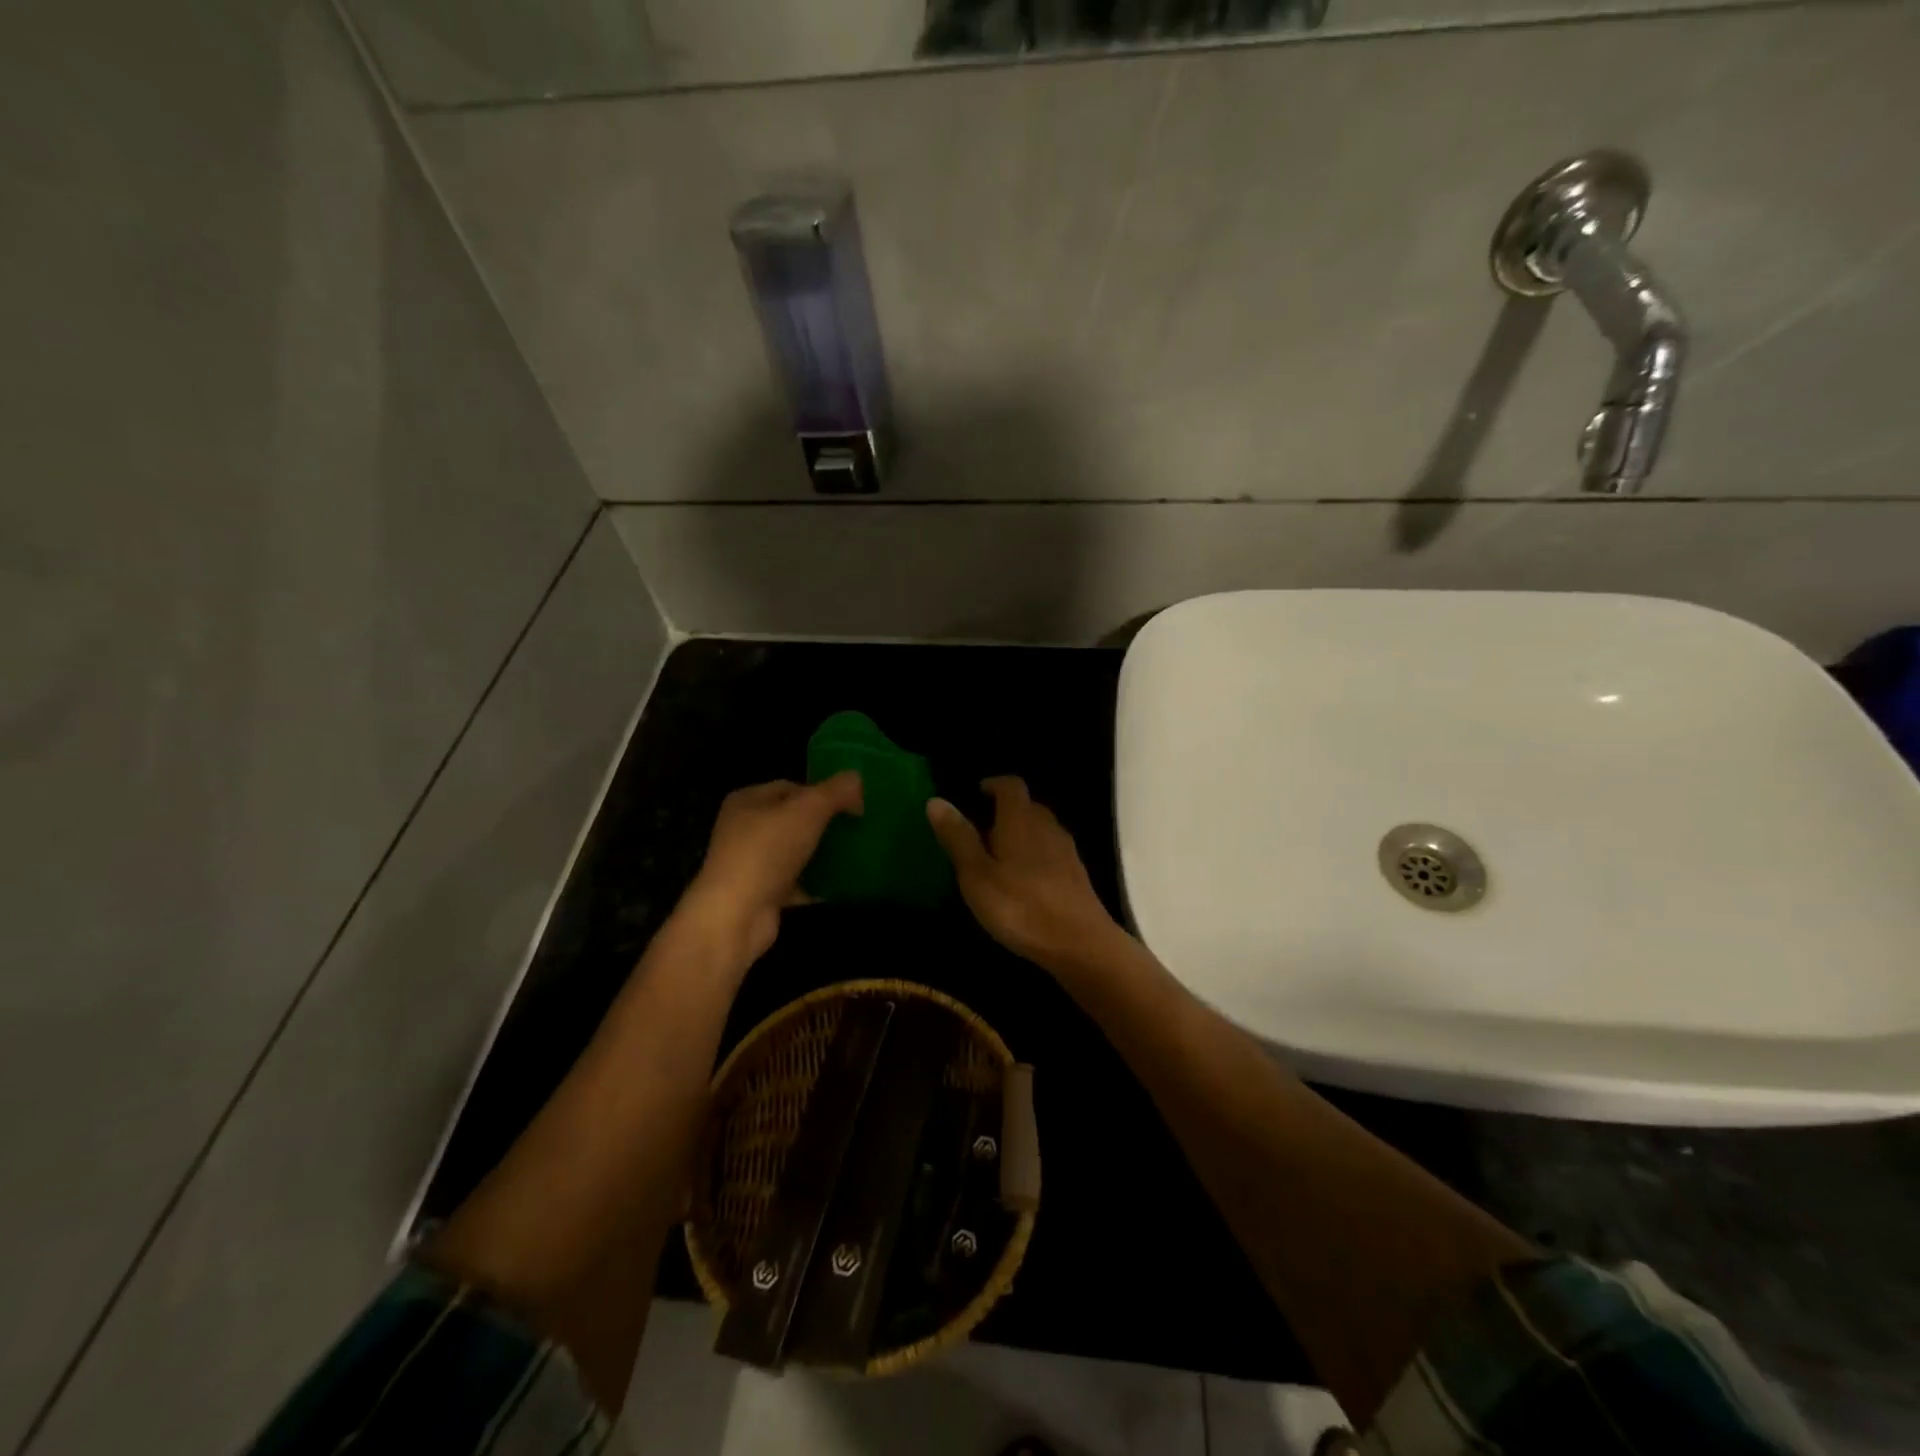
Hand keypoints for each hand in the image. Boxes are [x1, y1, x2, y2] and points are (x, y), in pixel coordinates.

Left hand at [679, 773, 862, 965]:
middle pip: (793, 819)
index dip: (823, 792)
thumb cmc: (768, 851)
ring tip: (853, 856)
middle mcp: (743, 828)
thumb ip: (835, 791)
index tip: (852, 806)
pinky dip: (814, 884)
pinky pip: (794, 882)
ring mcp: (750, 863)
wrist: (736, 916)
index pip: (792, 787)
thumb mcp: (808, 810)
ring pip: (795, 851)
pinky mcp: (760, 894)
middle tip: (856, 830)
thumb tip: (856, 779)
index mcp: (747, 800)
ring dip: (821, 854)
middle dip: (824, 824)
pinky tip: (839, 886)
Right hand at [927, 777, 1127, 973]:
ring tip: (997, 857)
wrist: (1080, 944)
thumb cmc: (1020, 907)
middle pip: (1027, 806)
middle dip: (1003, 811)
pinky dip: (1034, 855)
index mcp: (1021, 820)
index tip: (975, 794)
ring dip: (1019, 834)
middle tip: (979, 830)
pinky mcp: (1076, 875)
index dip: (993, 785)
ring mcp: (1066, 851)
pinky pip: (1051, 852)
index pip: (1010, 785)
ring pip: (1040, 829)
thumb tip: (936, 800)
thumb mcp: (977, 875)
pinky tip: (1022, 881)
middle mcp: (1047, 826)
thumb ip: (958, 837)